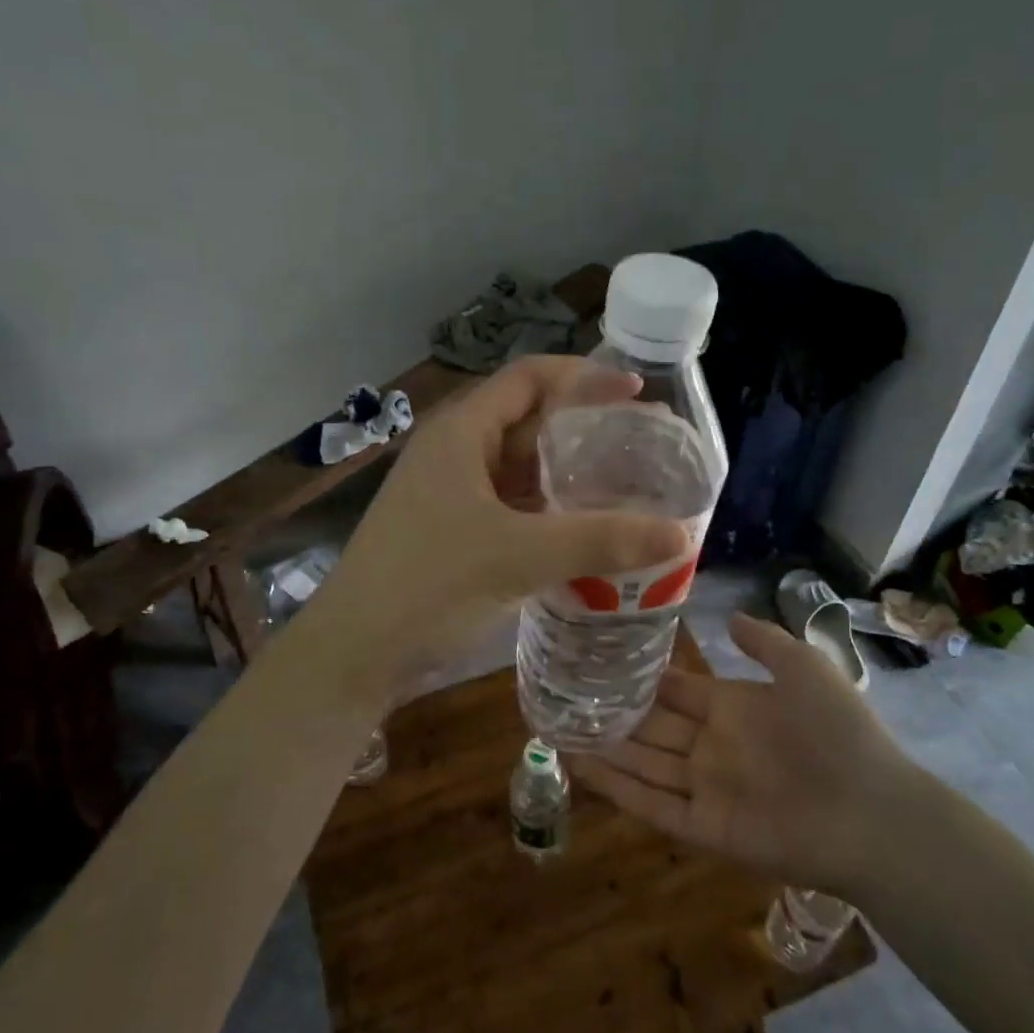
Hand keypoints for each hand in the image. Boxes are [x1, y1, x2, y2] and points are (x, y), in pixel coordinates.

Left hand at [304, 356, 691, 694]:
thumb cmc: (428, 586)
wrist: (353, 655)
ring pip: (520, 470)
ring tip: (626, 487)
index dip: (583, 377)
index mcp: (461, 433)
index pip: (528, 379)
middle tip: (642, 445)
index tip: (635, 391)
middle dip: (584, 429)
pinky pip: (511, 508)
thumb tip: (680, 535)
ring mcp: (451, 496)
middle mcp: (455, 454)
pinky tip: (585, 532)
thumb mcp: (519, 556)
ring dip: (569, 475)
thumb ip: (599, 541)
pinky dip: (549, 513)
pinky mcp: (453, 534)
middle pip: (528, 422)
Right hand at [570, 612, 913, 895]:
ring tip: (558, 728)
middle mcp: (713, 746)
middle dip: (612, 714)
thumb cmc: (837, 731)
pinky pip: (652, 806)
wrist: (871, 811)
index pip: (675, 690)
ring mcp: (706, 787)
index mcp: (733, 708)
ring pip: (643, 764)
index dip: (641, 678)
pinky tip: (580, 767)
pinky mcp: (704, 827)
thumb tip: (728, 616)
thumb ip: (763, 642)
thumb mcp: (803, 667)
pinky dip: (617, 788)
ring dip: (604, 749)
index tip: (600, 660)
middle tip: (564, 696)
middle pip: (652, 727)